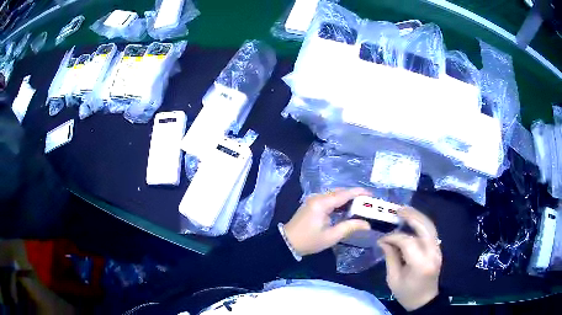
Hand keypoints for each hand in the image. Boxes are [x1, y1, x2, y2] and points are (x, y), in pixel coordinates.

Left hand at [284, 188, 371, 256]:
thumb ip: (350, 227)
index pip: (344, 194)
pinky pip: (329, 199)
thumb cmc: (309, 241)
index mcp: (322, 203)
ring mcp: (314, 200)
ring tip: (361, 206)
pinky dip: (339, 203)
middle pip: (340, 192)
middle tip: (368, 203)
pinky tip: (347, 210)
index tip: (372, 195)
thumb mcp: (331, 236)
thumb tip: (367, 224)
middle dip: (355, 196)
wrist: (286, 243)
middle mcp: (318, 197)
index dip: (359, 193)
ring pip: (335, 195)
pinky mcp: (312, 204)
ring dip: (347, 199)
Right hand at [377, 207, 441, 311]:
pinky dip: (422, 223)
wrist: (424, 300)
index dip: (394, 237)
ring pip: (430, 227)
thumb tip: (384, 240)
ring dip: (418, 216)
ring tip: (405, 210)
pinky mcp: (438, 249)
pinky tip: (413, 220)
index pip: (408, 242)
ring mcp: (438, 250)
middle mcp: (432, 254)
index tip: (382, 238)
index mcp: (420, 264)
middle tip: (398, 210)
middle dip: (411, 217)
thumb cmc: (406, 293)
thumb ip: (390, 257)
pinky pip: (431, 232)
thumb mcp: (393, 279)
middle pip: (425, 228)